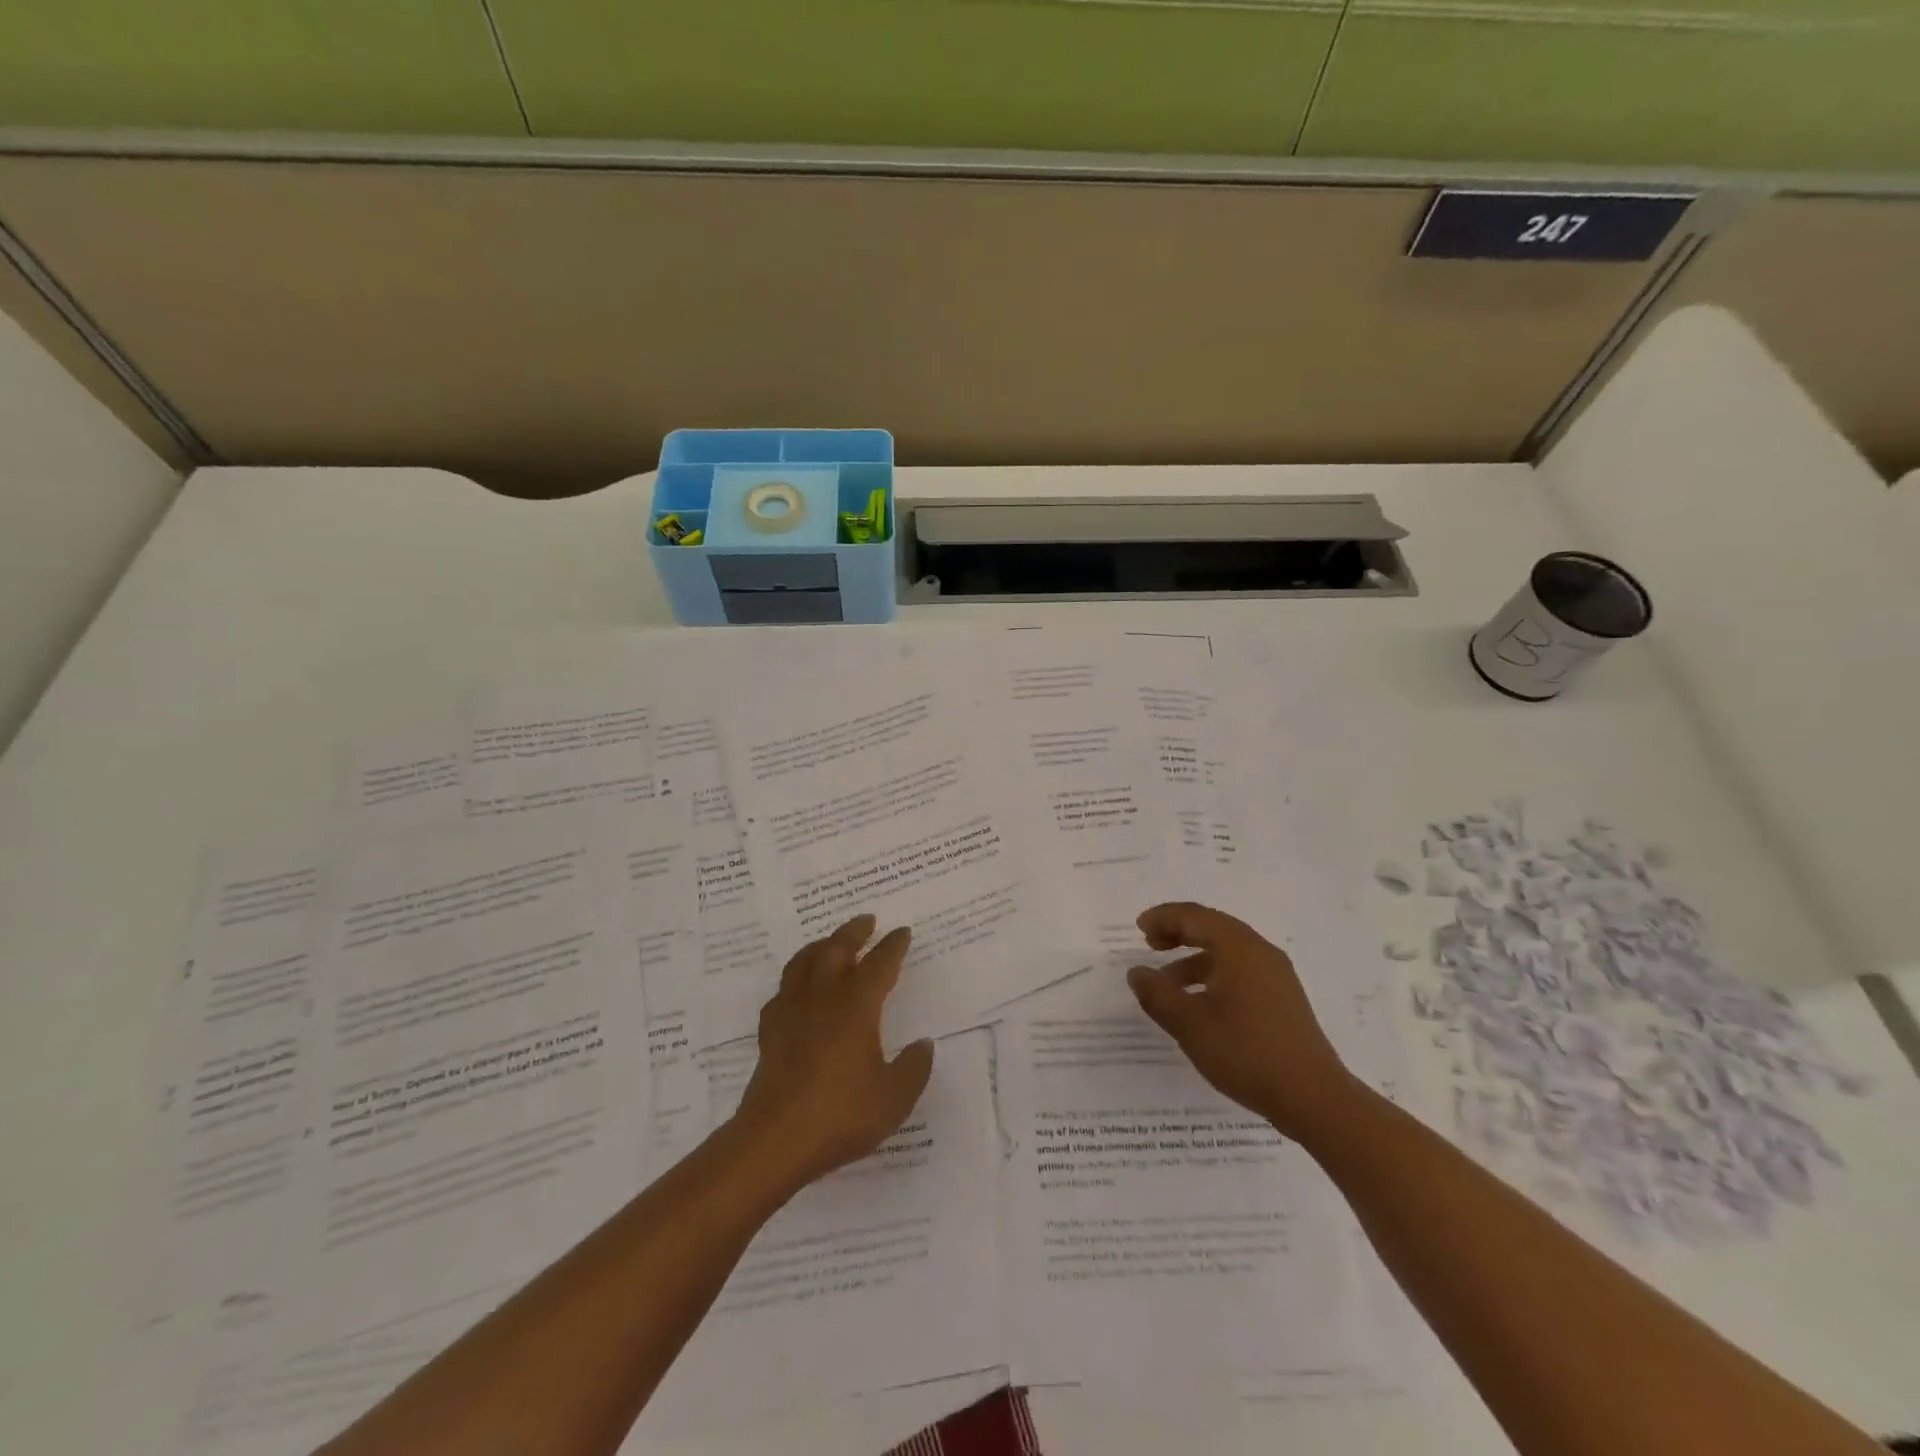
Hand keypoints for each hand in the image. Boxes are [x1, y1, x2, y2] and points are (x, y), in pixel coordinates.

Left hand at [732, 914, 934, 1190]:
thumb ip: (913, 1068)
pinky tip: (797, 991)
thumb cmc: (840, 1115)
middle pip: (836, 950)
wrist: (775, 1141)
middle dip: (853, 931)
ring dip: (820, 946)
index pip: (879, 965)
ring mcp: (792, 1013)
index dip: (893, 946)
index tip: (902, 932)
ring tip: (830, 942)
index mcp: (856, 1007)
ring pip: (803, 963)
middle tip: (866, 920)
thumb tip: (923, 1044)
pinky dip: (793, 982)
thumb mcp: (894, 1098)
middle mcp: (823, 999)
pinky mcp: (770, 1033)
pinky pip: (782, 994)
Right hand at [1127, 901, 1356, 1140]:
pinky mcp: (1283, 998)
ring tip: (1168, 983)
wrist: (1313, 1097)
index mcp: (1237, 947)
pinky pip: (1241, 970)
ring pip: (1227, 951)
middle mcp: (1259, 951)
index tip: (1139, 928)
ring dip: (1194, 958)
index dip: (1163, 918)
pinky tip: (1200, 1004)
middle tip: (1150, 944)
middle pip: (1212, 927)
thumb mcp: (1189, 1024)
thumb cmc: (1245, 1052)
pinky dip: (1214, 974)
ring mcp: (1276, 975)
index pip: (1194, 916)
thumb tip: (1137, 972)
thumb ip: (1157, 994)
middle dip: (1178, 932)